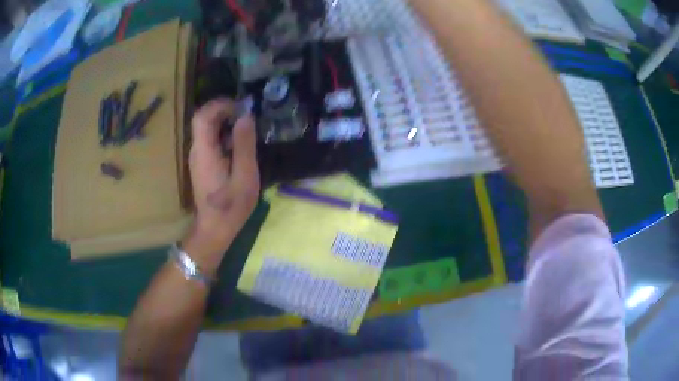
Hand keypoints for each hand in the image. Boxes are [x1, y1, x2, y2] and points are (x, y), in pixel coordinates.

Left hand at [183, 99, 258, 268]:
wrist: (214, 229)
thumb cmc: (231, 206)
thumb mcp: (244, 175)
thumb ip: (244, 144)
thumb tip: (246, 116)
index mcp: (204, 151)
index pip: (202, 116)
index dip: (220, 105)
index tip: (241, 107)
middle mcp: (196, 150)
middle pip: (204, 120)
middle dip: (225, 111)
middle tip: (248, 117)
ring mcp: (197, 157)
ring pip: (207, 130)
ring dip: (225, 123)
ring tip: (247, 130)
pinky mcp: (201, 164)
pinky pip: (210, 141)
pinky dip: (224, 135)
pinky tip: (239, 147)